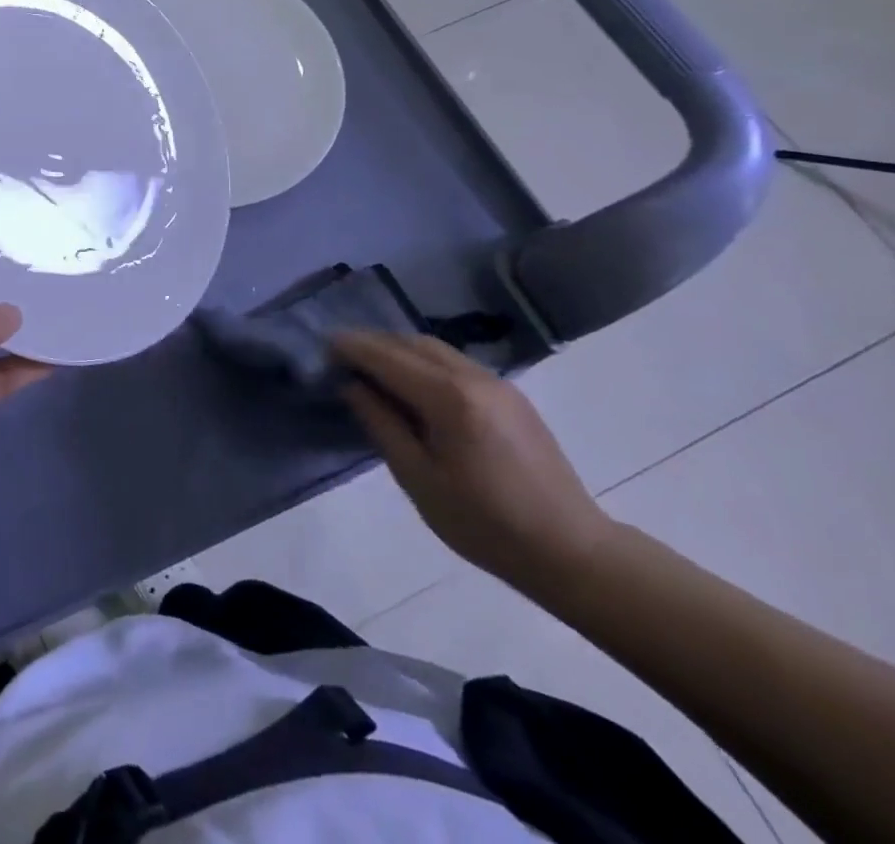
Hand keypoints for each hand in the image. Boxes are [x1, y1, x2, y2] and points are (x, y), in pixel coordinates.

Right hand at [336, 331, 618, 592]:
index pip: (387, 357)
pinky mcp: (510, 395)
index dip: (351, 347)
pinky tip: (410, 383)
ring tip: (369, 367)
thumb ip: (381, 424)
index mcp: (449, 399)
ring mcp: (497, 383)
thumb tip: (352, 386)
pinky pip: (454, 362)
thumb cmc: (486, 524)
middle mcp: (474, 378)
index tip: (322, 346)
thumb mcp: (418, 479)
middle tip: (340, 356)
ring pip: (434, 348)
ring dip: (397, 349)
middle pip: (410, 343)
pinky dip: (423, 361)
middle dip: (372, 343)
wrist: (572, 552)